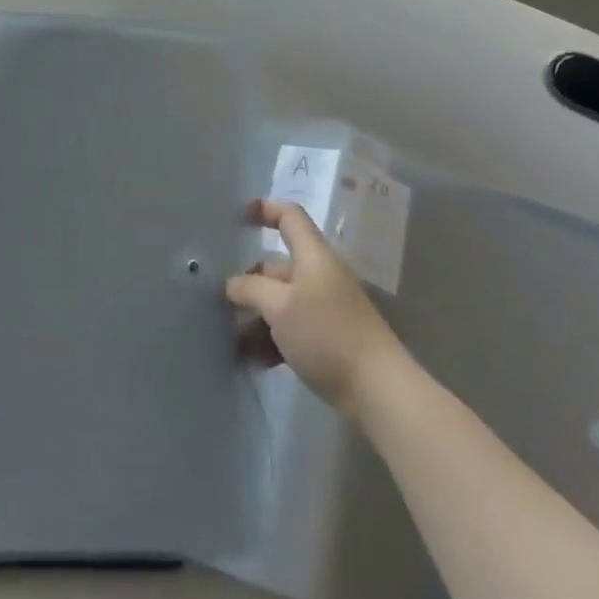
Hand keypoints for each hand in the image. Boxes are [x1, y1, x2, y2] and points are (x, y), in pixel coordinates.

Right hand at [225, 198, 403, 414]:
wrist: (378, 389)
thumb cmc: (326, 334)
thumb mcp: (279, 307)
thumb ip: (250, 288)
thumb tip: (232, 284)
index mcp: (313, 257)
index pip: (290, 217)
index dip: (265, 209)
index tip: (238, 216)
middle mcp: (320, 276)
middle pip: (277, 266)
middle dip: (248, 282)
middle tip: (219, 301)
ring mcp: (325, 308)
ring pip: (281, 301)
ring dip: (256, 316)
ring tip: (231, 338)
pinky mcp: (328, 338)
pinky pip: (291, 328)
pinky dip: (271, 338)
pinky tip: (254, 359)